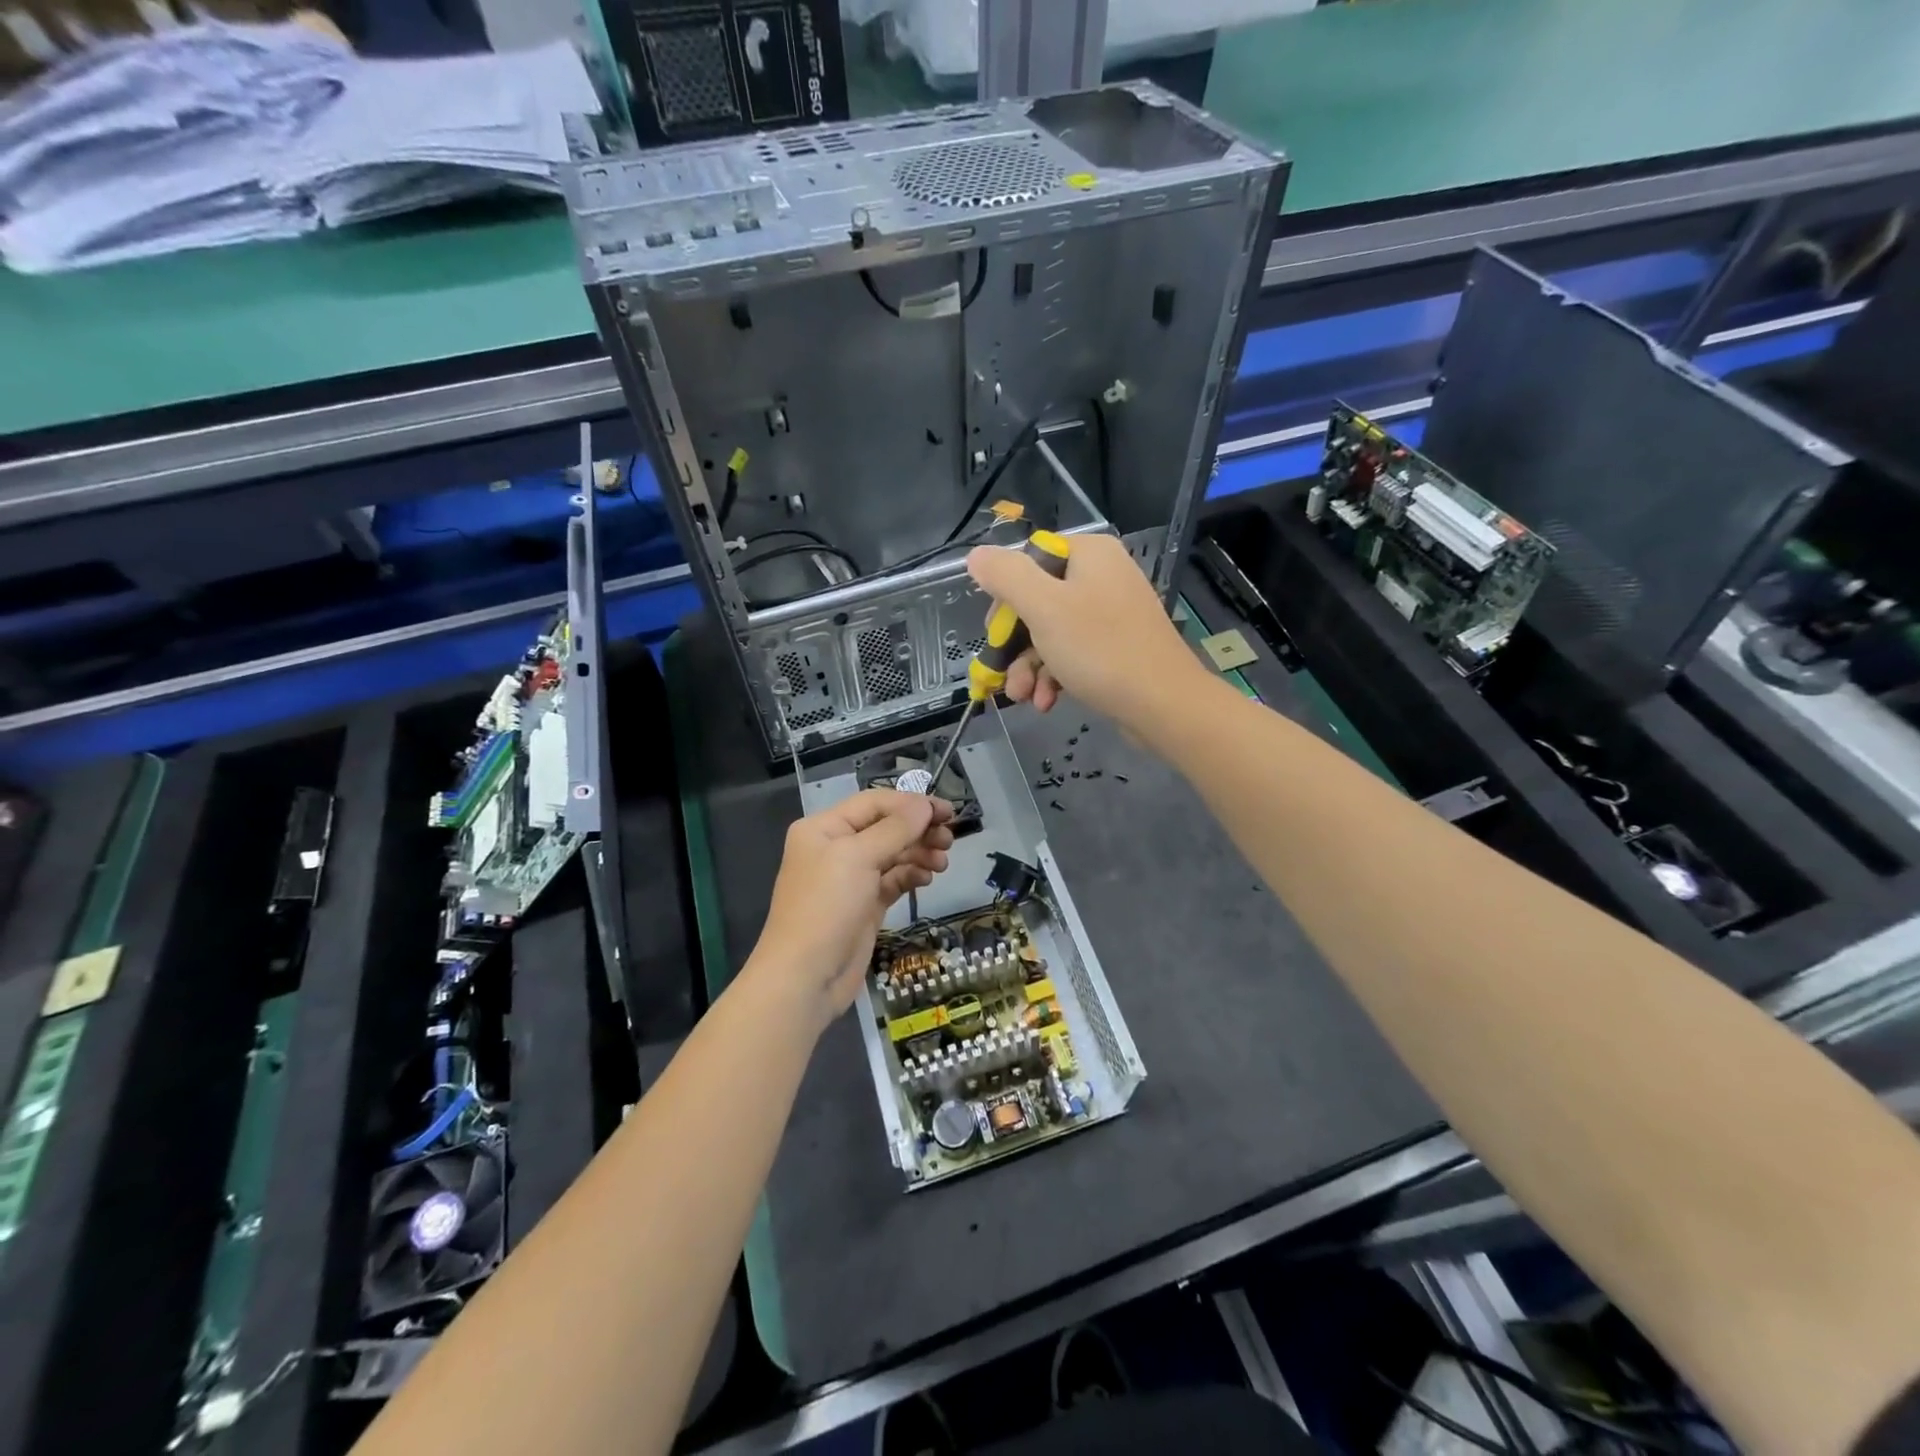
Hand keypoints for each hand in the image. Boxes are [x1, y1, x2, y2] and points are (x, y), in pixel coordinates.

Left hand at [746, 789, 954, 1032]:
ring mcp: (850, 879)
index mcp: (824, 828)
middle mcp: (835, 848)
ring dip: (919, 853)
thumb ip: (895, 828)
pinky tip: (927, 879)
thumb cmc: (827, 906)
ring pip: (892, 854)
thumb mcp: (859, 857)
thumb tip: (924, 805)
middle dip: (918, 830)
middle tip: (949, 840)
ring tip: (943, 863)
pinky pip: (892, 880)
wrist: (806, 976)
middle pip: (885, 827)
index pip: (874, 803)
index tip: (947, 811)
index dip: (911, 804)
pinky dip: (910, 876)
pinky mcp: (864, 905)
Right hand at [965, 533, 1206, 730]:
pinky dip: (1055, 676)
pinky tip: (1047, 702)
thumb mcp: (1043, 608)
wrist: (1163, 704)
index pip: (1029, 560)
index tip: (996, 632)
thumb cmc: (1100, 649)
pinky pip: (1073, 653)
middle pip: (1036, 600)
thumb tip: (977, 555)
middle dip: (1015, 644)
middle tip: (1003, 673)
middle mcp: (1101, 576)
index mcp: (1088, 554)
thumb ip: (1006, 576)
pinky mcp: (1116, 646)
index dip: (1005, 597)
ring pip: (1051, 633)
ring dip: (1030, 667)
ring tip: (1024, 697)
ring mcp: (1111, 613)